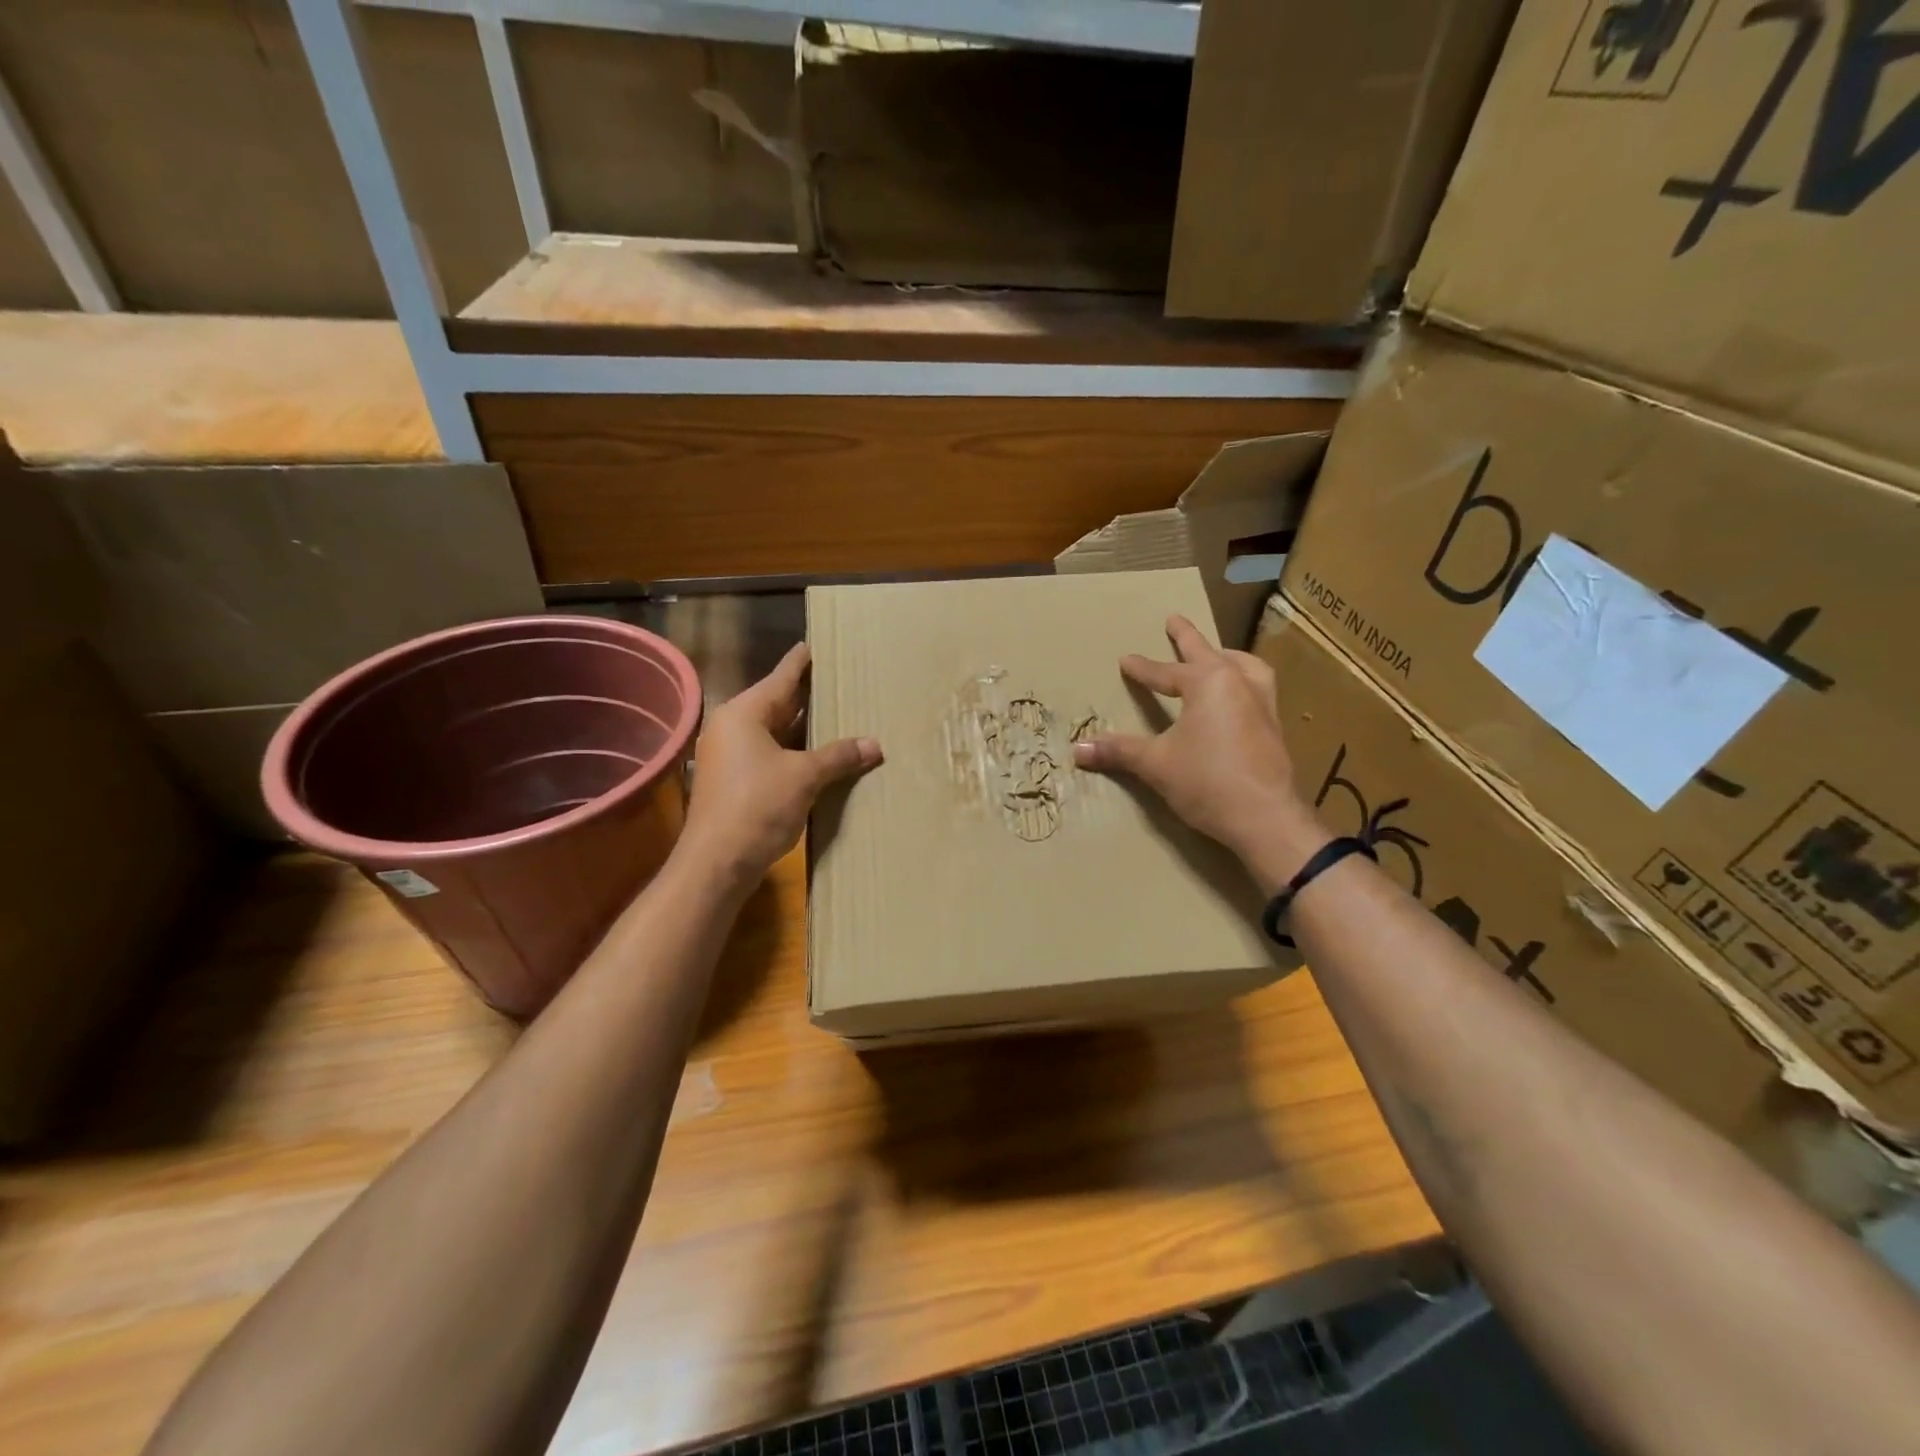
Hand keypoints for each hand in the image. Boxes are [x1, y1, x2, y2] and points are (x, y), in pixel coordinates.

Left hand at [680, 643, 881, 886]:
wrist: (717, 862)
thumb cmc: (757, 807)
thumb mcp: (804, 777)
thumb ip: (839, 756)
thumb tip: (875, 744)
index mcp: (744, 714)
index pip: (781, 678)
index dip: (801, 662)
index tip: (817, 644)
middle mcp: (733, 728)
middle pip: (777, 703)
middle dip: (808, 695)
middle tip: (840, 680)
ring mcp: (731, 756)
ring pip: (775, 732)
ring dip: (804, 728)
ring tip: (838, 714)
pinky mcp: (735, 782)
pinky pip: (771, 754)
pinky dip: (795, 752)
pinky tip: (820, 755)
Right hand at [1073, 615, 1321, 870]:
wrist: (1266, 818)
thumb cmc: (1207, 781)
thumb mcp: (1156, 764)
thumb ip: (1119, 751)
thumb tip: (1077, 749)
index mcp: (1208, 683)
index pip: (1166, 672)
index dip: (1142, 669)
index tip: (1125, 660)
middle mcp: (1239, 684)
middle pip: (1208, 653)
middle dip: (1187, 637)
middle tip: (1174, 620)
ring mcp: (1263, 704)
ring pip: (1244, 667)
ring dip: (1226, 657)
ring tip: (1218, 655)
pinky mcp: (1274, 728)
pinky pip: (1257, 689)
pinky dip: (1243, 682)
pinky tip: (1236, 699)